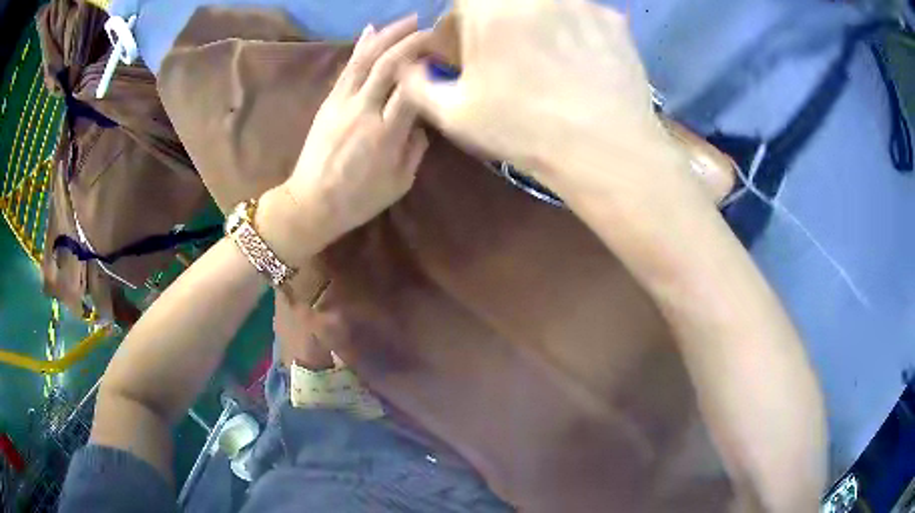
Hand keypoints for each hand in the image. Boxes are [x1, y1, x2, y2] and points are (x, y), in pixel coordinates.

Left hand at [261, 16, 430, 263]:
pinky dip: (361, 46)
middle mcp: (364, 110)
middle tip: (432, 28)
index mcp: (386, 134)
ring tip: (409, 20)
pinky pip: (347, 67)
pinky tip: (372, 29)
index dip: (430, 65)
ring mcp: (342, 102)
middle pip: (389, 64)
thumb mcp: (400, 181)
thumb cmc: (359, 199)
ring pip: (366, 58)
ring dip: (388, 34)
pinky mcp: (328, 101)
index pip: (413, 87)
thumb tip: (423, 118)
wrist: (310, 203)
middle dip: (412, 40)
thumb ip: (416, 146)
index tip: (446, 54)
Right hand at [400, 0, 685, 198]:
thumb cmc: (523, 129)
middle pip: (505, 3)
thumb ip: (418, 82)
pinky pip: (583, 17)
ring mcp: (582, 4)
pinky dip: (574, 32)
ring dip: (537, 25)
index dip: (460, 24)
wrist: (604, 151)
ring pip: (545, 7)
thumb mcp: (453, 113)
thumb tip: (410, 65)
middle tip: (505, 56)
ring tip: (548, 62)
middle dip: (497, 25)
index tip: (465, 48)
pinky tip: (580, 64)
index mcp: (492, 9)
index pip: (464, 3)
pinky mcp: (614, 22)